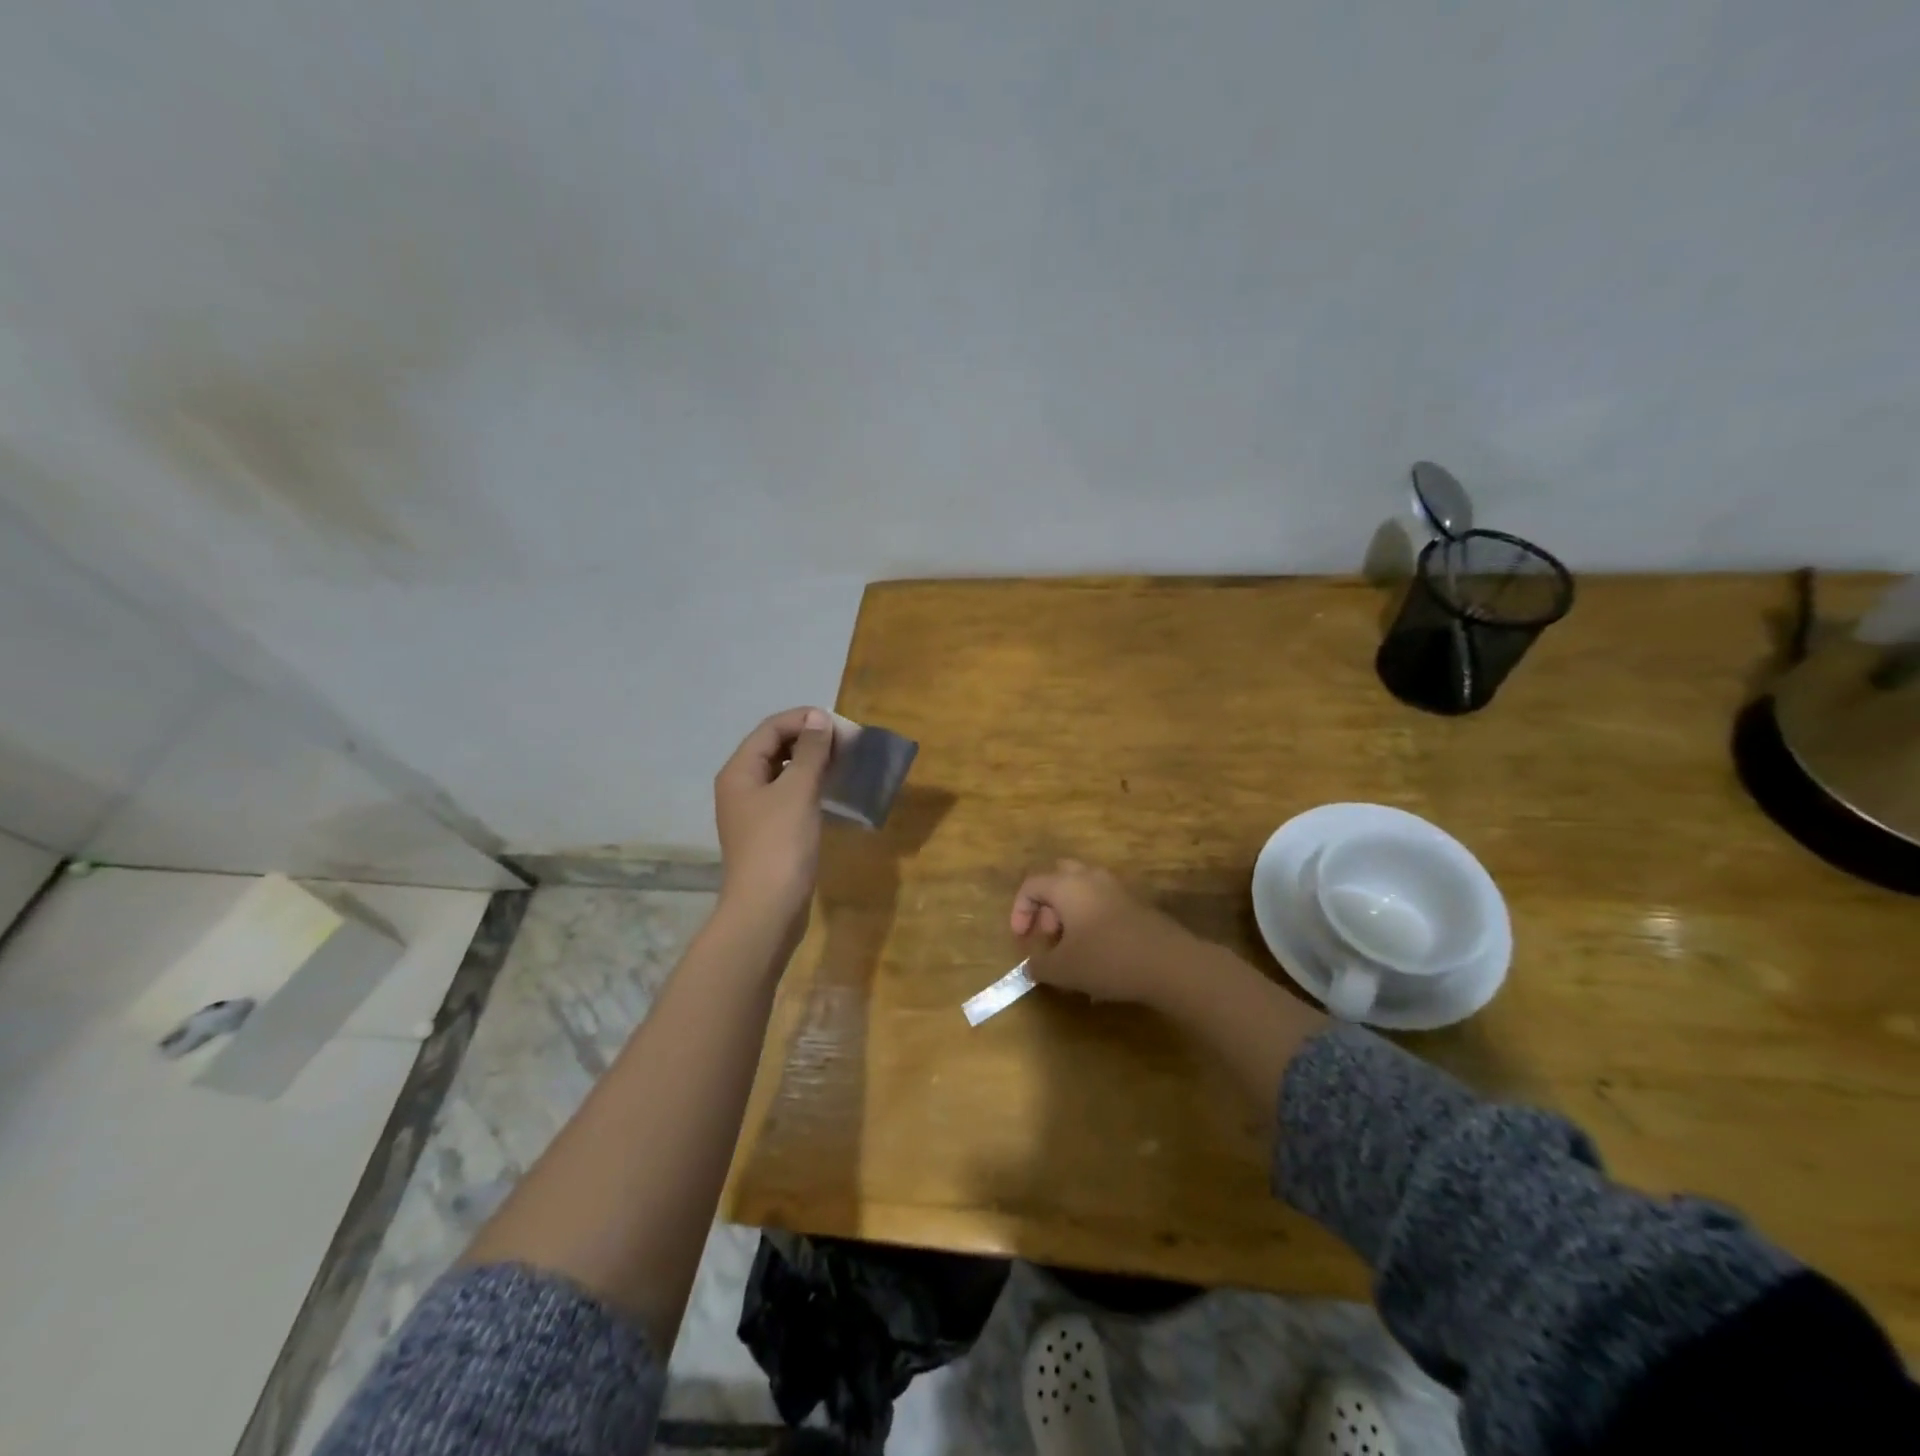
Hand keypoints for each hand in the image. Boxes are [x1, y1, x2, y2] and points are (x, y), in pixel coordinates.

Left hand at [714, 707, 834, 949]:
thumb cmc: (780, 844)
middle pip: (773, 748)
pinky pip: (788, 796)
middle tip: (844, 742)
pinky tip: (831, 791)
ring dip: (810, 762)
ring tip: (842, 762)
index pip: (770, 729)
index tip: (839, 724)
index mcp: (739, 771)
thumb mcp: (798, 791)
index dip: (803, 719)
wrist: (767, 909)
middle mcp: (740, 787)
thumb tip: (819, 717)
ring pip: (782, 773)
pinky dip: (808, 786)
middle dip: (808, 739)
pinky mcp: (768, 832)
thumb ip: (810, 751)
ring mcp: (753, 812)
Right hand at [1009, 860, 1202, 1008]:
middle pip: (1059, 878)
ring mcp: (1118, 890)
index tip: (1022, 938)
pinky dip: (1092, 922)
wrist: (1170, 963)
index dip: (1020, 910)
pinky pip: (1104, 905)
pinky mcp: (1137, 906)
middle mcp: (1092, 878)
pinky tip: (1099, 957)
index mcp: (1067, 885)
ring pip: (1084, 891)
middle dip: (1048, 906)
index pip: (1032, 884)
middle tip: (1049, 937)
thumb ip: (1039, 966)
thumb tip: (1031, 966)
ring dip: (1071, 915)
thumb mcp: (1062, 969)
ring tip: (1072, 950)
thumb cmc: (1107, 959)